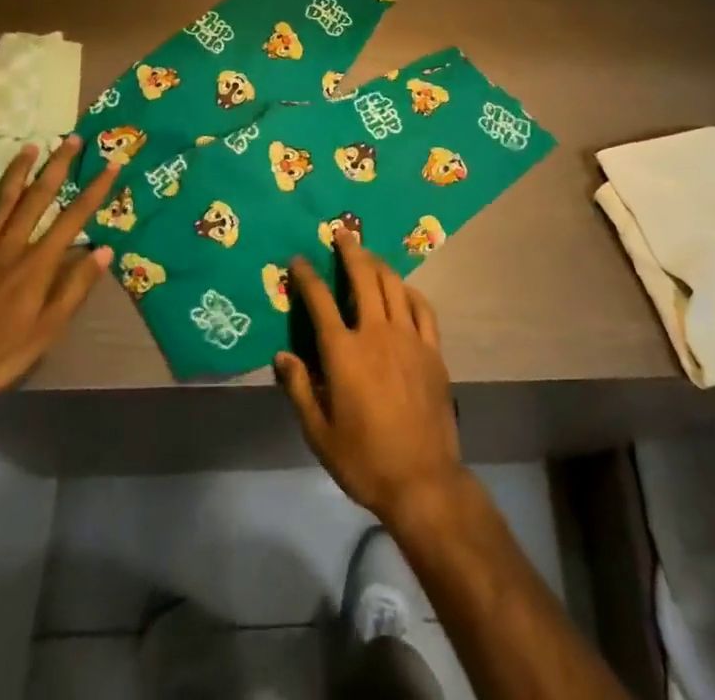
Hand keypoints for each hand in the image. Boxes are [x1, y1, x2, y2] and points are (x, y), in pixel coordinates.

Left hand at [0, 137, 114, 422]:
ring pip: (1, 201)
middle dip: (58, 167)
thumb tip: (104, 250)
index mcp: (37, 264)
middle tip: (72, 139)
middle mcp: (10, 246)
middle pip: (38, 198)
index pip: (74, 218)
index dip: (95, 190)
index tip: (112, 165)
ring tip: (30, 147)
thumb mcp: (47, 330)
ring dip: (18, 172)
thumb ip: (75, 287)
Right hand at [275, 231, 464, 529]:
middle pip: (363, 277)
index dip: (307, 276)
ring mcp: (409, 338)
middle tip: (341, 233)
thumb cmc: (364, 460)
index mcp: (344, 353)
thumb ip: (300, 388)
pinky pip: (422, 307)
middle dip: (350, 251)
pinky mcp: (432, 350)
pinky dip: (410, 291)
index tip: (299, 259)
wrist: (422, 480)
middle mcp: (376, 333)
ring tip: (368, 255)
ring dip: (378, 264)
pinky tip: (403, 289)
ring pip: (393, 285)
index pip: (320, 301)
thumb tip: (282, 355)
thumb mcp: (319, 433)